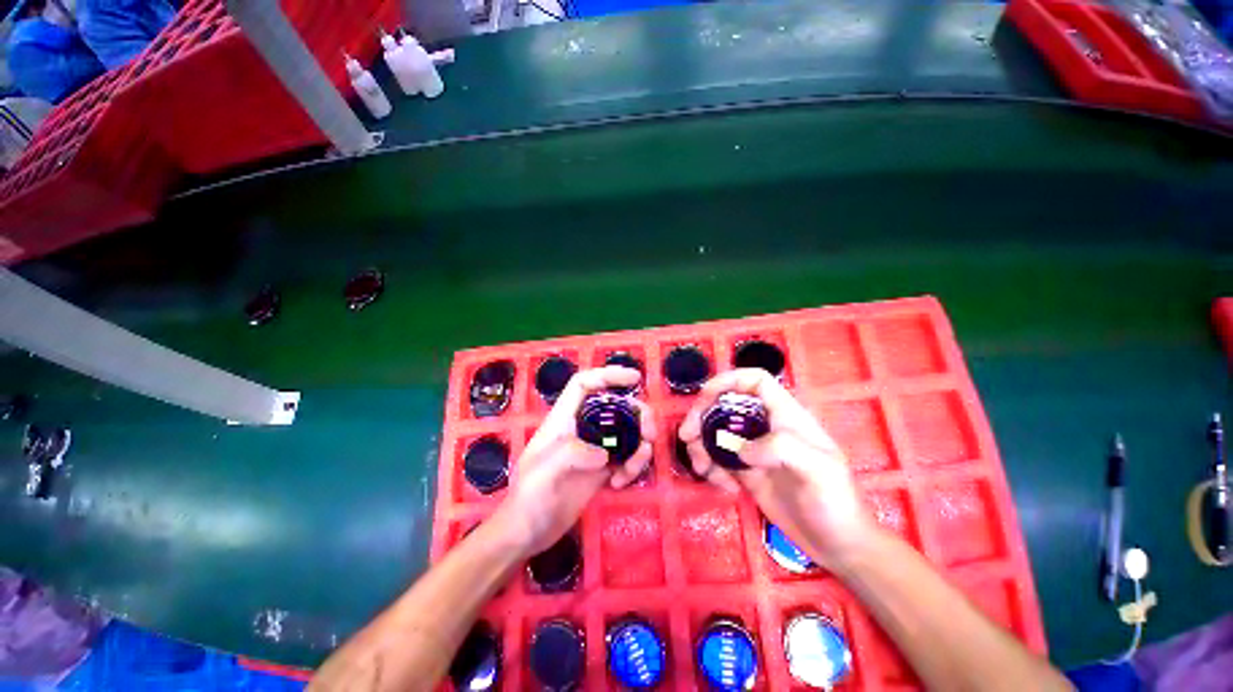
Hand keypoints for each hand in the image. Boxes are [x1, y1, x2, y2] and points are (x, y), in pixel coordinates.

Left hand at [497, 366, 655, 556]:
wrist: (528, 534)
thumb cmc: (528, 499)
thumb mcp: (542, 473)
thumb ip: (570, 455)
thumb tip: (604, 454)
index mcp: (563, 419)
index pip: (584, 384)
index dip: (608, 375)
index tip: (634, 378)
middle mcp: (582, 428)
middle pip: (616, 406)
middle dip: (638, 414)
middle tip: (649, 433)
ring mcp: (594, 448)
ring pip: (627, 432)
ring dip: (639, 446)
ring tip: (631, 469)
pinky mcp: (603, 469)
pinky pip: (627, 457)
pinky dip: (632, 467)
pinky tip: (619, 484)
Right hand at [678, 369, 871, 568]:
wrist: (838, 545)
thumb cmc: (835, 501)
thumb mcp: (819, 469)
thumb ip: (781, 447)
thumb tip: (741, 449)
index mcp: (785, 415)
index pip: (754, 381)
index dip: (728, 380)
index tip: (704, 397)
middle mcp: (766, 426)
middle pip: (725, 405)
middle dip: (702, 416)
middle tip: (686, 436)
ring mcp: (754, 449)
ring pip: (716, 433)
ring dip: (701, 446)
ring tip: (702, 469)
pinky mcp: (746, 471)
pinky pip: (718, 460)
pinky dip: (712, 469)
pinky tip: (723, 487)